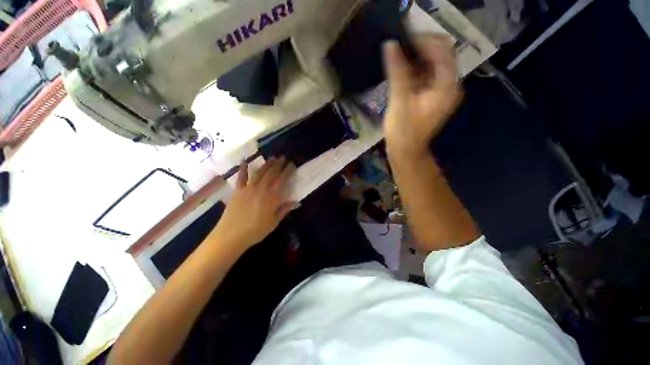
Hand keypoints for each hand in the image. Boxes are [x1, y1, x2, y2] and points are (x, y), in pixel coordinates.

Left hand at [212, 157, 297, 250]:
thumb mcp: (274, 222)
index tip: (291, 165)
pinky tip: (245, 161)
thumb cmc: (255, 231)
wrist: (231, 236)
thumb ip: (284, 210)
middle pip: (271, 174)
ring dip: (266, 164)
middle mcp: (261, 189)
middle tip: (283, 157)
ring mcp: (248, 188)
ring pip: (259, 173)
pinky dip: (243, 168)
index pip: (282, 180)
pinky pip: (241, 177)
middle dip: (278, 165)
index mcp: (271, 197)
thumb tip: (297, 202)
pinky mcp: (238, 190)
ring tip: (271, 157)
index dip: (287, 171)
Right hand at [382, 35, 461, 156]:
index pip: (442, 49)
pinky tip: (401, 71)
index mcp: (447, 85)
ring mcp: (442, 91)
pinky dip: (415, 70)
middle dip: (419, 48)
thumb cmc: (403, 130)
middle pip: (439, 55)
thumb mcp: (400, 100)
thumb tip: (390, 45)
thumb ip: (397, 71)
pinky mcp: (432, 97)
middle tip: (398, 49)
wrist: (406, 152)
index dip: (423, 40)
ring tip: (397, 58)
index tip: (401, 40)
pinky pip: (427, 76)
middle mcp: (450, 85)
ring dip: (416, 59)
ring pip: (432, 65)